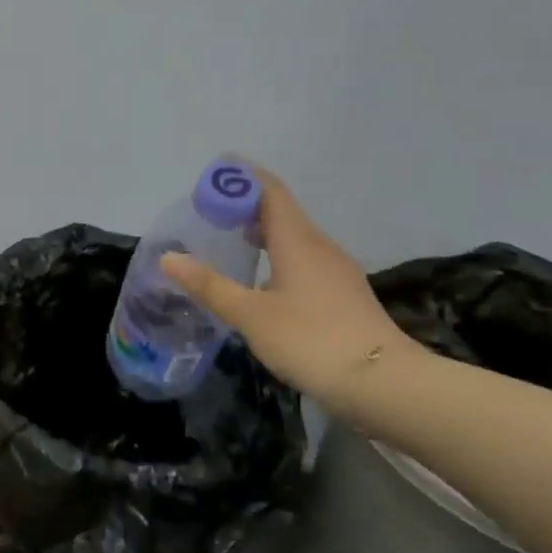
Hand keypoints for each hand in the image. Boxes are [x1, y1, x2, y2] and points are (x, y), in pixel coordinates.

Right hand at [160, 166, 409, 413]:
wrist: (382, 382)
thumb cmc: (311, 340)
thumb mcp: (251, 315)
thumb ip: (210, 286)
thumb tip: (169, 258)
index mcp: (297, 240)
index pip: (270, 191)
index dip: (244, 177)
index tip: (217, 169)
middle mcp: (319, 246)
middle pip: (282, 212)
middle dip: (247, 205)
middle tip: (210, 210)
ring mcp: (336, 270)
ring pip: (294, 238)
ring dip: (262, 232)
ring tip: (230, 240)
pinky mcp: (342, 293)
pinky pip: (304, 259)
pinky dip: (277, 256)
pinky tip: (262, 279)